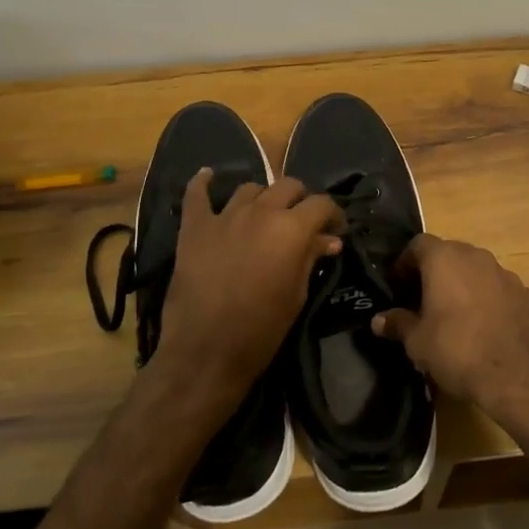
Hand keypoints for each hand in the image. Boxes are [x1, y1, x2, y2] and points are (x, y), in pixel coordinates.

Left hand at [154, 170, 342, 417]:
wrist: (205, 352)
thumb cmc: (261, 331)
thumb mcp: (297, 295)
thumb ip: (311, 259)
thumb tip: (329, 240)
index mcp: (291, 229)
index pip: (321, 203)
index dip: (333, 215)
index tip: (335, 230)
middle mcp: (261, 212)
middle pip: (288, 186)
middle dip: (300, 200)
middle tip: (301, 223)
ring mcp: (224, 216)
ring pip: (250, 188)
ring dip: (263, 199)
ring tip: (264, 216)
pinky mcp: (194, 228)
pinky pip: (196, 195)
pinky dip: (203, 183)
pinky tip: (208, 177)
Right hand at [372, 234, 528, 429]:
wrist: (519, 377)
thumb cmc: (458, 351)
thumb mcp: (418, 342)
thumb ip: (398, 324)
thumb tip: (378, 320)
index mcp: (445, 259)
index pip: (418, 244)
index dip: (405, 263)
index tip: (398, 286)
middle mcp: (477, 257)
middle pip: (450, 254)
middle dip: (436, 273)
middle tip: (424, 300)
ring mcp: (507, 274)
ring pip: (479, 271)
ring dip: (466, 285)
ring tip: (457, 316)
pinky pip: (503, 292)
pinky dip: (493, 302)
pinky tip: (489, 328)